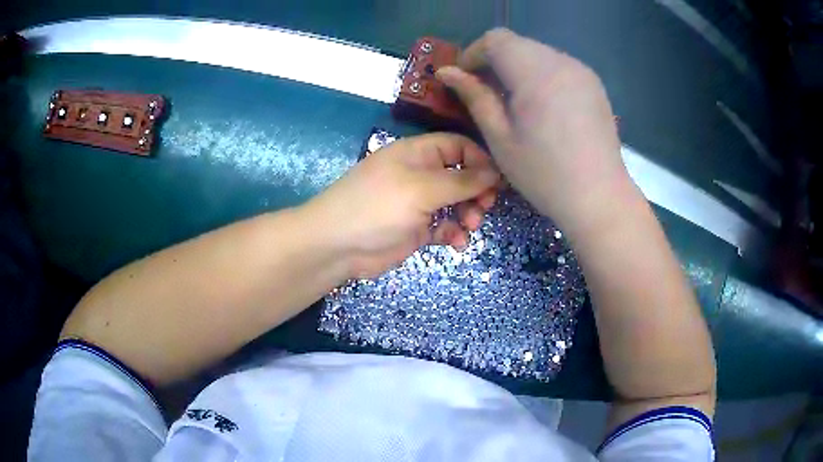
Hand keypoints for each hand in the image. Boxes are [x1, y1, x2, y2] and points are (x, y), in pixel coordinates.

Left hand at [303, 133, 499, 278]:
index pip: (458, 147)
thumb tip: (495, 172)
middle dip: (477, 191)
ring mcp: (418, 202)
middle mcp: (420, 174)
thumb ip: (461, 181)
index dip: (480, 161)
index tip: (498, 182)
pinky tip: (457, 244)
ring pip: (456, 203)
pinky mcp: (416, 228)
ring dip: (468, 214)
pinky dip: (454, 234)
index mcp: (418, 153)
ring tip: (471, 226)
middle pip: (461, 175)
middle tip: (484, 207)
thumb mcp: (422, 189)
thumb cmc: (378, 207)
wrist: (337, 246)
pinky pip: (444, 227)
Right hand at [436, 28, 634, 232]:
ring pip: (537, 52)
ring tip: (514, 101)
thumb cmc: (544, 175)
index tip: (465, 79)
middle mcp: (561, 62)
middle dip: (494, 61)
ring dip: (517, 67)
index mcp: (536, 73)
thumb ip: (474, 97)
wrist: (599, 198)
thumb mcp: (500, 138)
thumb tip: (446, 72)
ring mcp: (581, 71)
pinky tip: (541, 105)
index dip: (473, 53)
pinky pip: (557, 65)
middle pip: (516, 43)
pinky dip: (540, 75)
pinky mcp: (593, 83)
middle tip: (485, 93)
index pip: (495, 39)